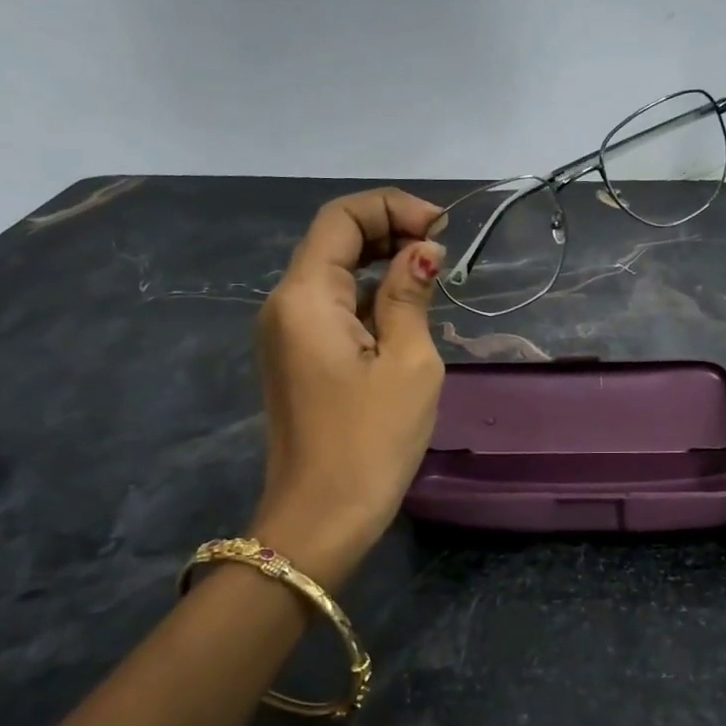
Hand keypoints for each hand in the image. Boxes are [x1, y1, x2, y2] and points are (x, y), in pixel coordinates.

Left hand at [250, 188, 447, 586]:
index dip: (391, 207)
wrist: (322, 517)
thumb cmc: (371, 440)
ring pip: (334, 273)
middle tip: (441, 251)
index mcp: (305, 296)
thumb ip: (411, 295)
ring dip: (381, 264)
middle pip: (332, 240)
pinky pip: (332, 308)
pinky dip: (369, 296)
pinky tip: (406, 313)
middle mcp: (284, 304)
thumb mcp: (408, 362)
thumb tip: (422, 252)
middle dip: (388, 231)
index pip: (340, 218)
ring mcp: (285, 333)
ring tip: (432, 279)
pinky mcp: (296, 358)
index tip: (440, 228)